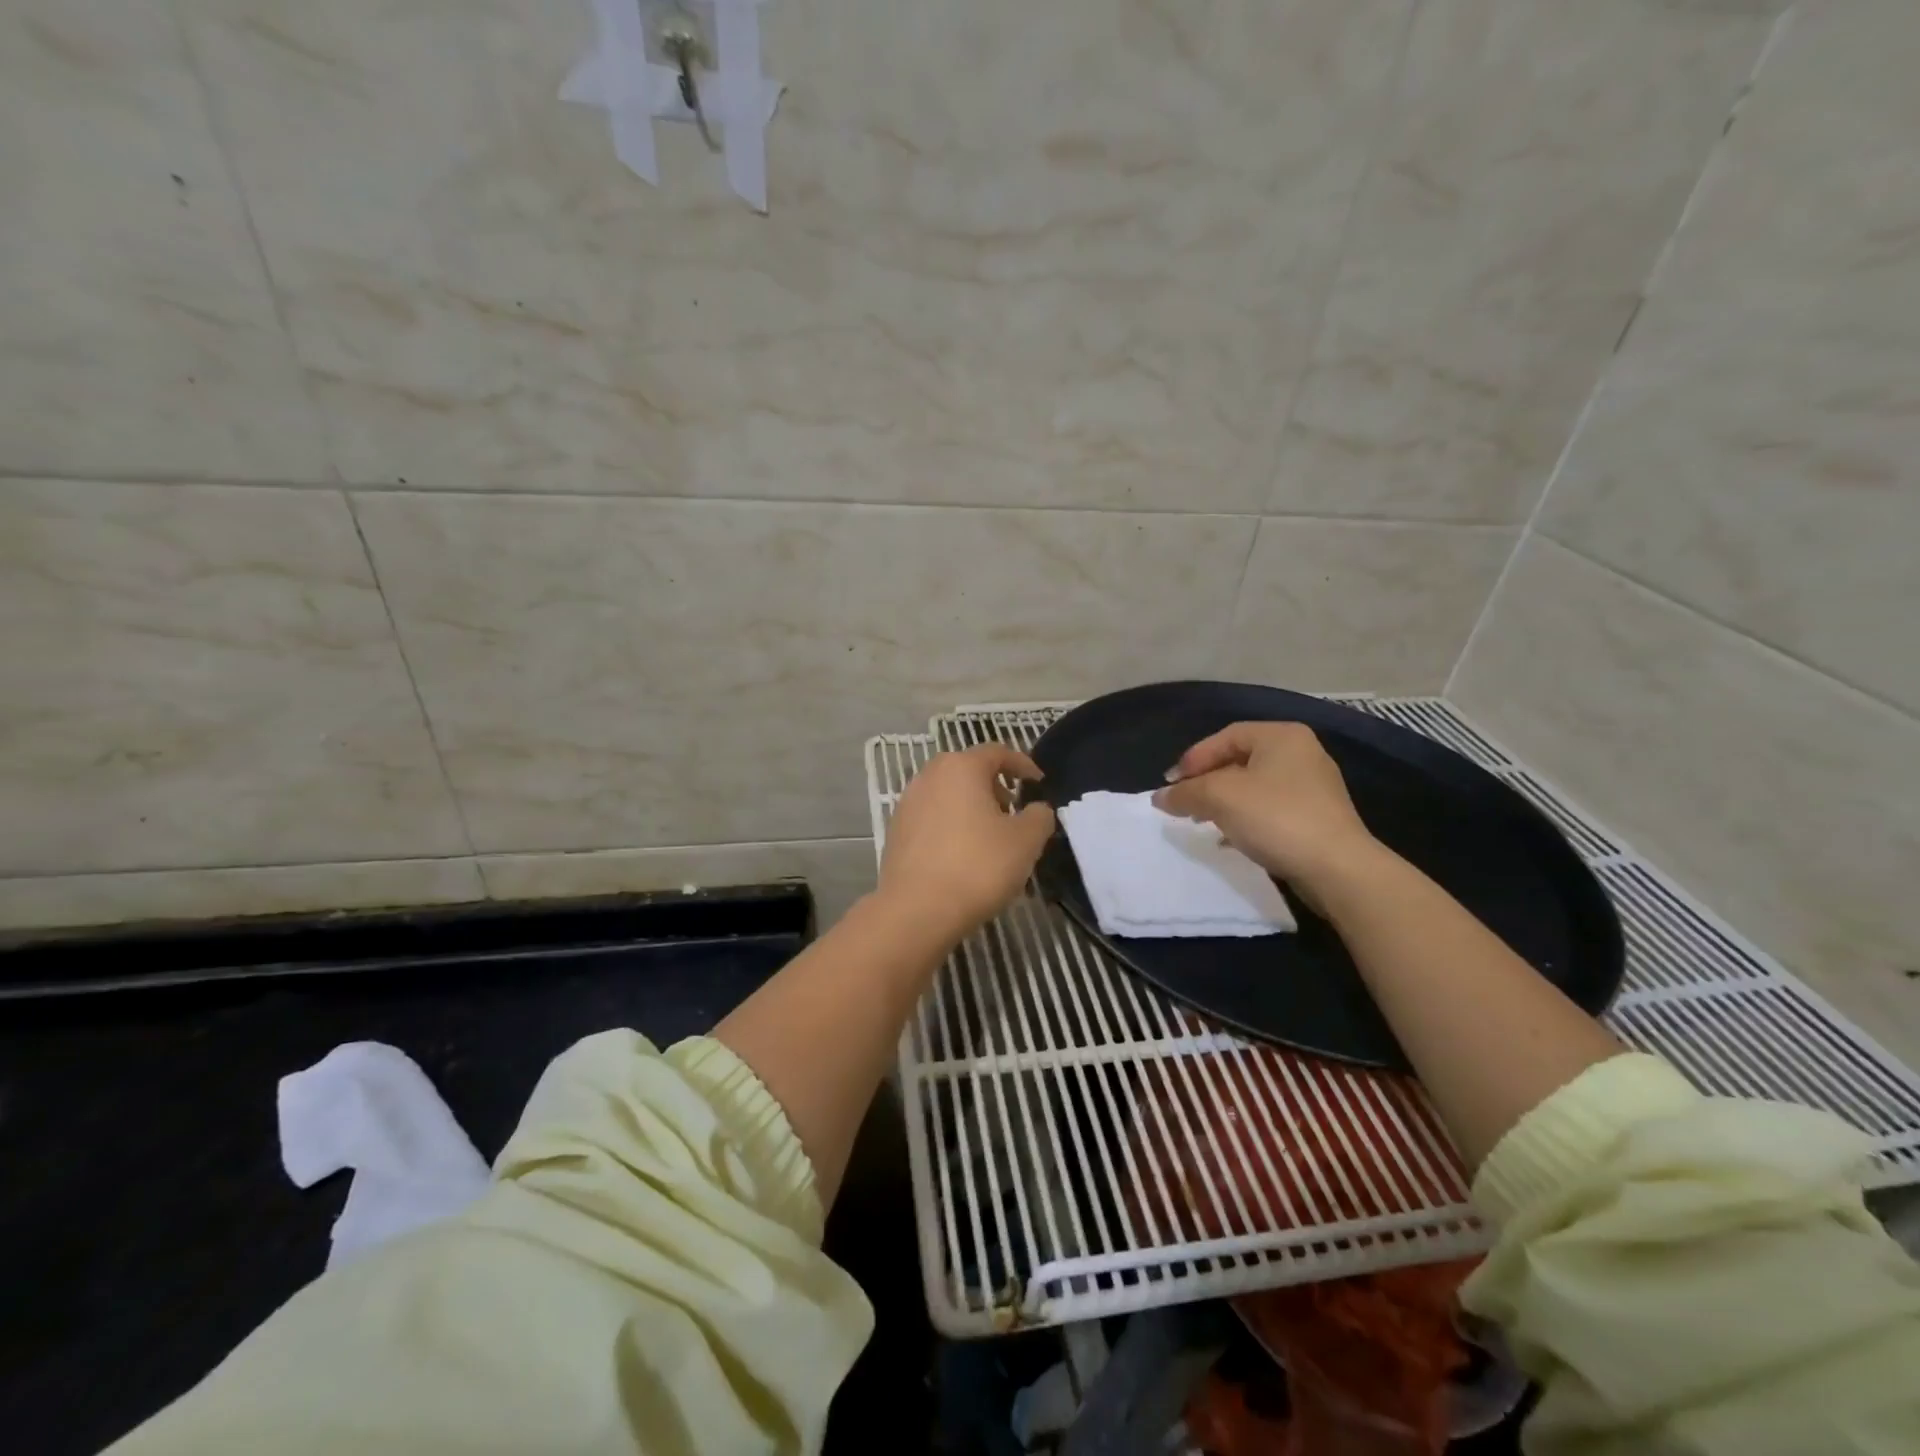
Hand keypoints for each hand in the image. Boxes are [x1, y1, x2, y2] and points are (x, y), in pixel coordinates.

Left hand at [878, 744, 1055, 939]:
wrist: (917, 910)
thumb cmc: (978, 866)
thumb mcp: (1026, 841)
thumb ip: (1039, 817)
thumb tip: (1037, 809)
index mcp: (961, 767)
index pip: (997, 752)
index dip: (1022, 765)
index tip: (1038, 783)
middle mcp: (929, 776)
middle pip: (968, 770)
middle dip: (995, 786)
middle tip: (1013, 811)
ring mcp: (907, 803)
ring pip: (948, 794)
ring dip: (971, 807)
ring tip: (990, 836)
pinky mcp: (895, 831)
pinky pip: (932, 818)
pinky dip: (951, 825)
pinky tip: (962, 854)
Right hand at [1153, 722, 1382, 903]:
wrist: (1337, 869)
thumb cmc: (1276, 818)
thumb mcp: (1220, 798)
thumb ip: (1185, 792)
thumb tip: (1160, 797)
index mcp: (1282, 736)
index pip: (1225, 736)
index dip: (1193, 758)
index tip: (1171, 785)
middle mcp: (1301, 753)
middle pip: (1239, 760)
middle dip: (1206, 781)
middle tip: (1184, 801)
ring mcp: (1313, 786)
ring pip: (1254, 786)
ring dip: (1223, 801)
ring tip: (1202, 821)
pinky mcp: (1317, 817)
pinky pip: (1270, 808)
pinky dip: (1245, 817)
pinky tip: (1230, 838)